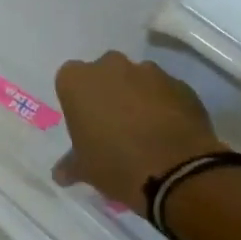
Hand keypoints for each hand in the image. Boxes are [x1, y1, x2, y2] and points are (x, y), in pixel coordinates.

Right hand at [52, 52, 226, 209]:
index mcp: (77, 80)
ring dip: (138, 97)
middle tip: (114, 125)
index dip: (79, 101)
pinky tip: (170, 132)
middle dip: (108, 92)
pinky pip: (166, 91)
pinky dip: (165, 105)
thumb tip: (60, 174)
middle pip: (104, 73)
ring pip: (137, 79)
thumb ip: (71, 164)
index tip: (86, 123)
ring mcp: (148, 72)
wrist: (179, 172)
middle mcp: (110, 66)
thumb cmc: (117, 165)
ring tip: (147, 130)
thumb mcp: (85, 170)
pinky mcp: (180, 84)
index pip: (70, 81)